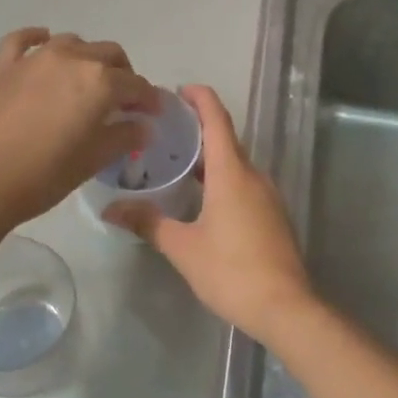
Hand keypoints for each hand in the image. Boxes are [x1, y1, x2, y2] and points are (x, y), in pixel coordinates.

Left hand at [0, 29, 158, 229]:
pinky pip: (24, 40)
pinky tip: (44, 43)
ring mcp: (35, 58)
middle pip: (109, 54)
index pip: (136, 85)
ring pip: (73, 42)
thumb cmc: (44, 175)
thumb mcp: (93, 160)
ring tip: (87, 82)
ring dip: (87, 58)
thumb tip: (142, 126)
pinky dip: (39, 38)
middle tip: (123, 100)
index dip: (149, 99)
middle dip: (123, 74)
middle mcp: (72, 59)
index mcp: (100, 82)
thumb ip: (123, 137)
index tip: (153, 113)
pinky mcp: (4, 66)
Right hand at [105, 85, 316, 342]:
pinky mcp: (272, 216)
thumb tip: (111, 209)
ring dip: (208, 158)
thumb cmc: (231, 271)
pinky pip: (243, 184)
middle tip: (163, 132)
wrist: (285, 307)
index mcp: (232, 172)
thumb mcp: (182, 247)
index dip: (199, 98)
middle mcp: (253, 176)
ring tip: (175, 164)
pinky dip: (220, 179)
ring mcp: (267, 196)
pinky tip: (200, 199)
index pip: (216, 119)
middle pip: (225, 140)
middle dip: (196, 130)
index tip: (177, 91)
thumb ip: (148, 223)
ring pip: (235, 165)